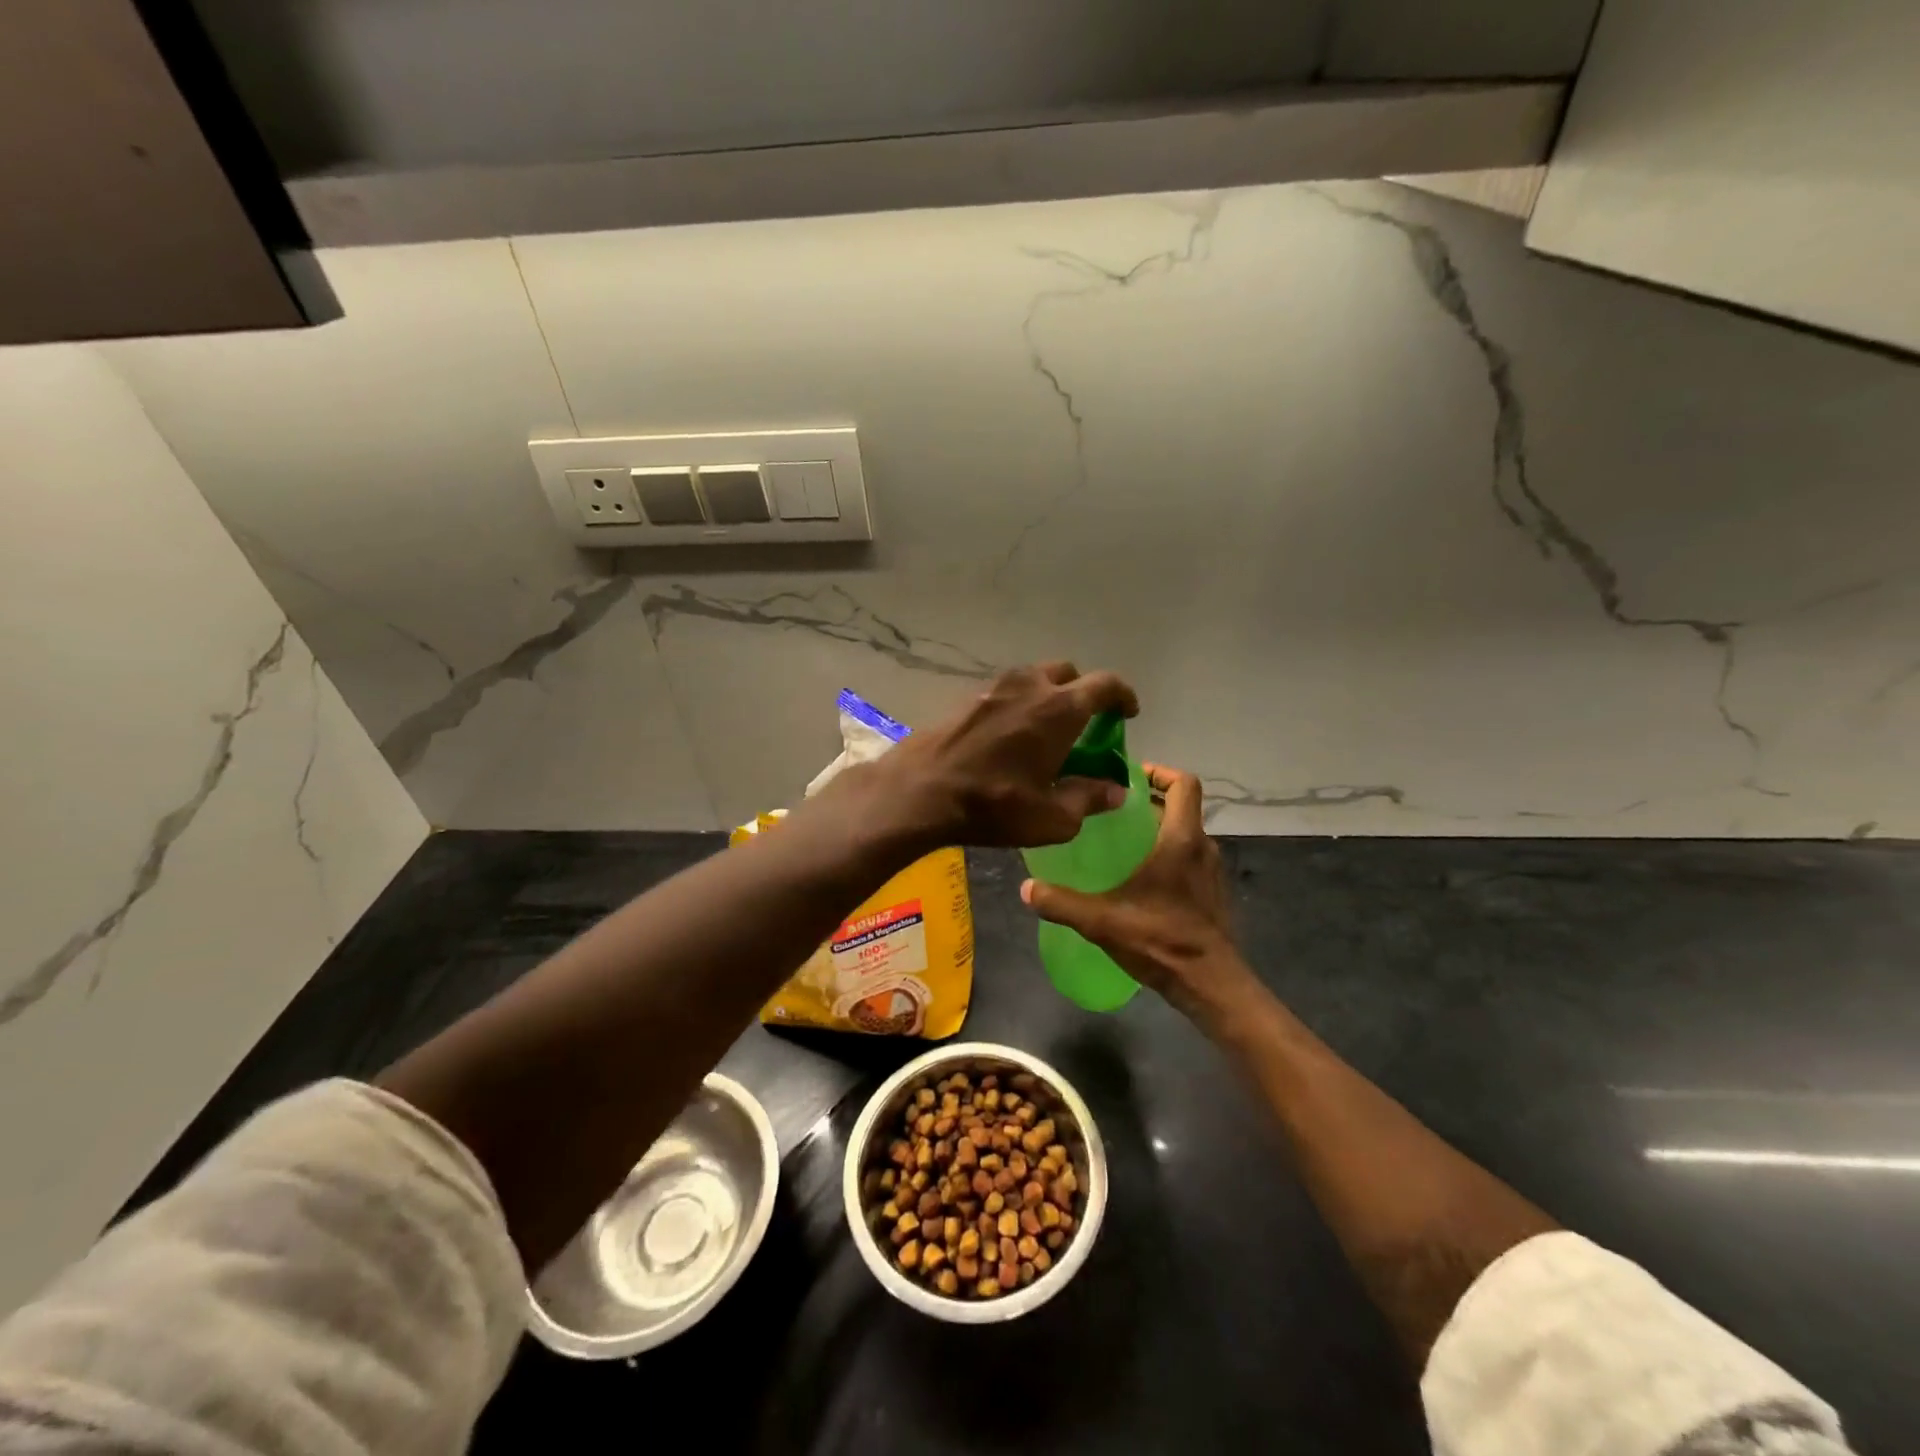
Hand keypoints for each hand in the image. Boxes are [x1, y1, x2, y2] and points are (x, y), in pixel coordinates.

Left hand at [857, 661, 1139, 849]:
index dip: (1123, 695)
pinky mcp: (967, 698)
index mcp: (1060, 708)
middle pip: (1068, 674)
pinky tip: (1010, 736)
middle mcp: (1030, 686)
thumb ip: (1089, 799)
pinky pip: (1006, 691)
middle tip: (1084, 723)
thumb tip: (1115, 791)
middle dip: (1083, 692)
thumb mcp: (1052, 817)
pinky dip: (1019, 704)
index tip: (1128, 713)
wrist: (920, 791)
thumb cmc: (994, 804)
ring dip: (1048, 695)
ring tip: (1046, 729)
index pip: (1105, 684)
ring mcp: (994, 687)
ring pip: (1033, 678)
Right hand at [1020, 763, 1257, 1023]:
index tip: (1128, 776)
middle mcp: (1202, 847)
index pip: (1184, 784)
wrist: (1211, 985)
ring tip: (1119, 840)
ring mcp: (1211, 871)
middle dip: (1148, 801)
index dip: (1159, 771)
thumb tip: (1026, 888)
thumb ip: (1061, 903)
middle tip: (1109, 808)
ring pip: (1184, 833)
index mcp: (1181, 840)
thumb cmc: (1162, 941)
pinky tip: (1138, 877)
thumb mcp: (1102, 921)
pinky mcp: (1211, 892)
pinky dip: (1166, 853)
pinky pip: (1188, 857)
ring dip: (1157, 828)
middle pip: (1180, 806)